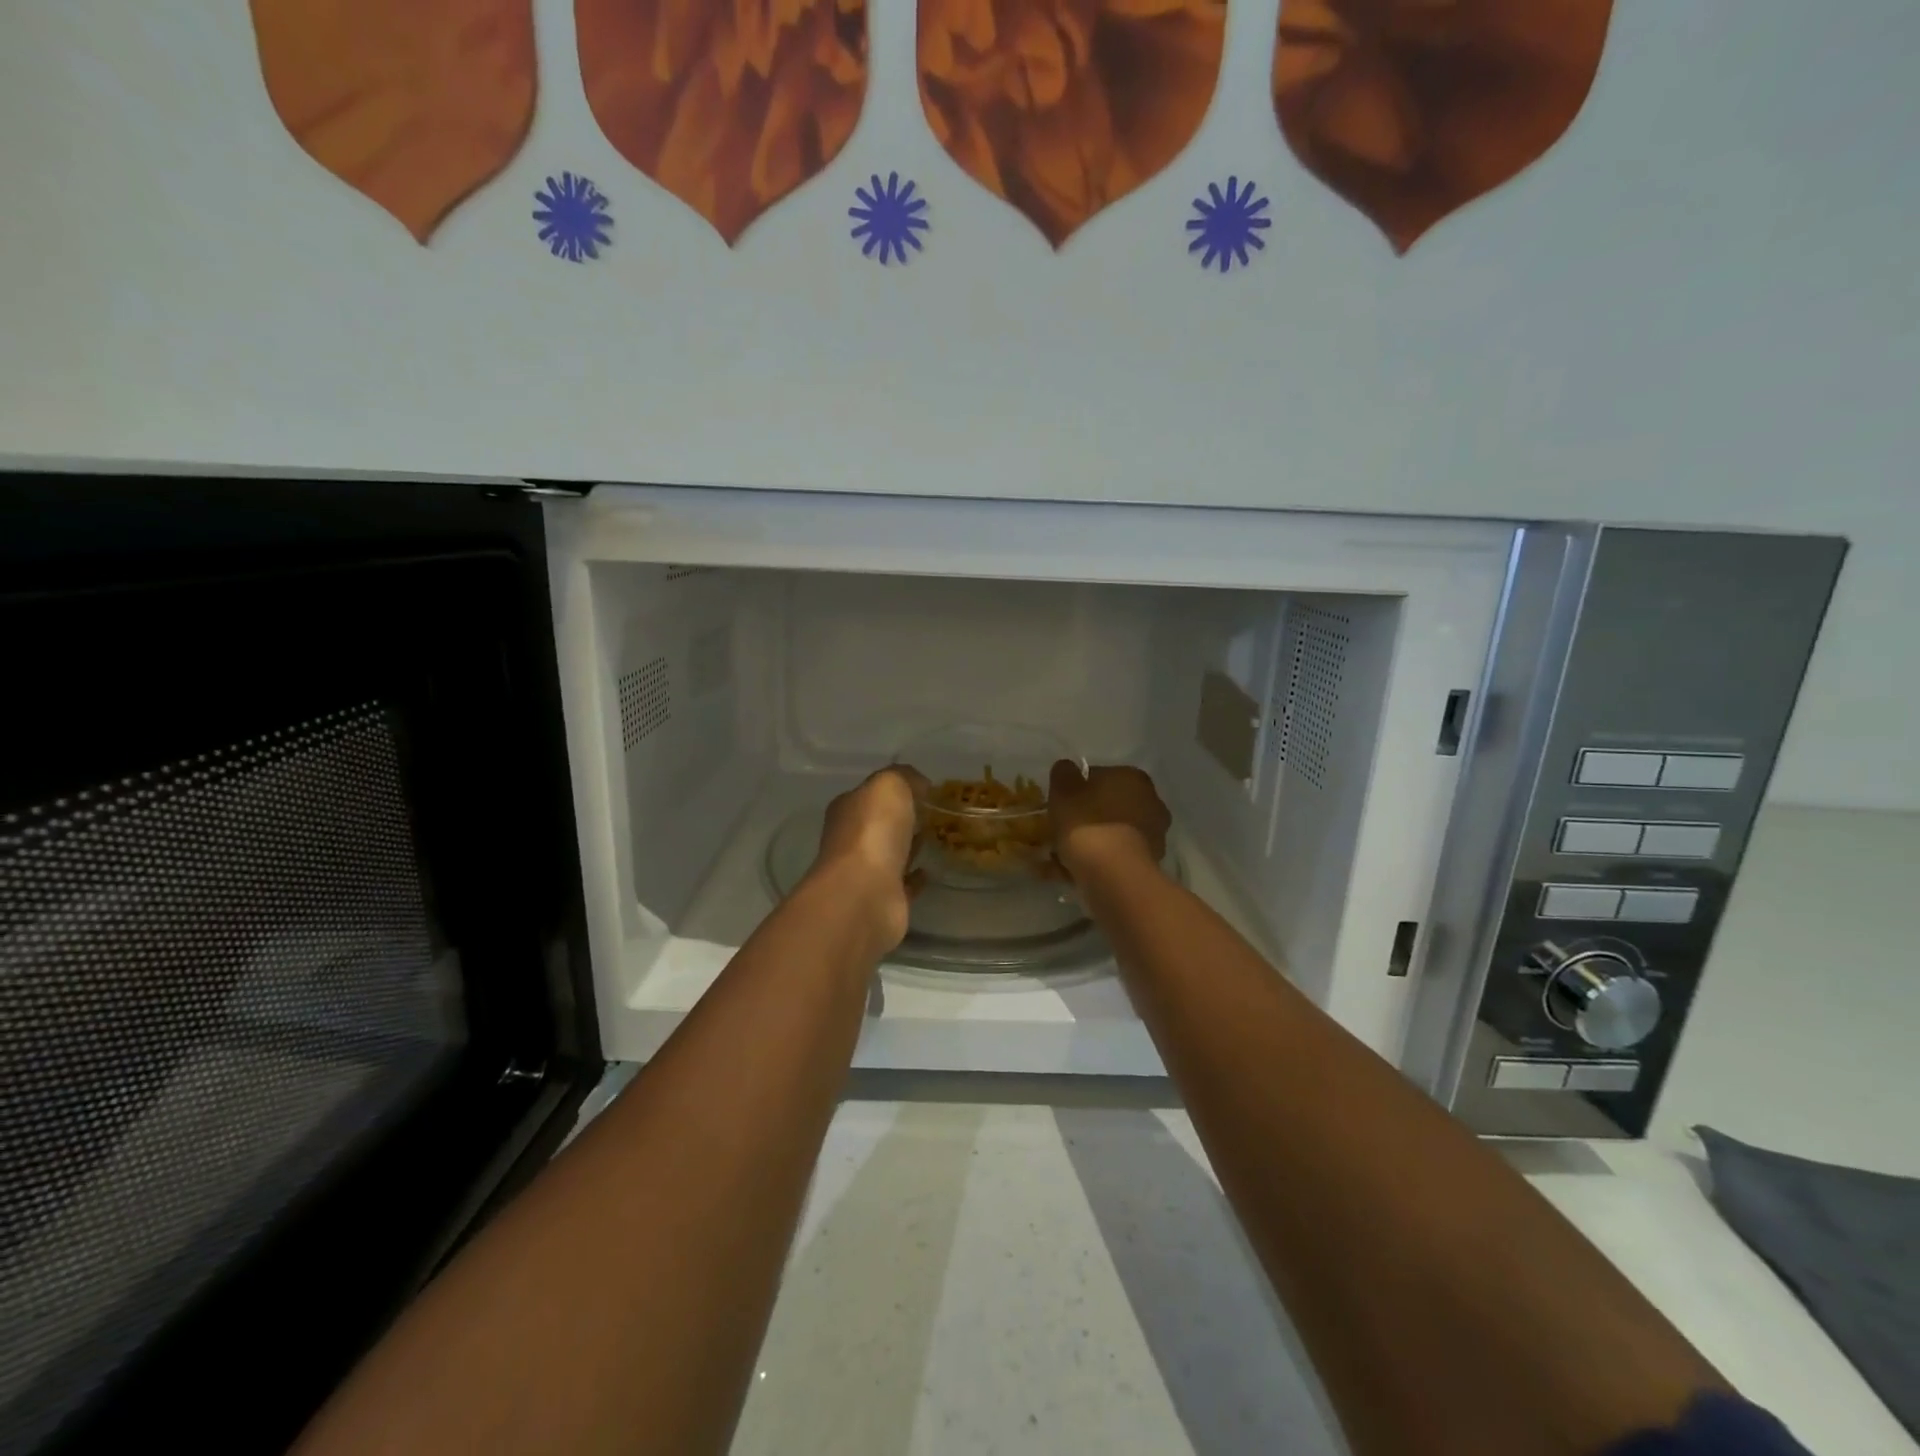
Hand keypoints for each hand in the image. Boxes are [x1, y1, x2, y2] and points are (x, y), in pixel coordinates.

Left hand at [808, 765, 929, 949]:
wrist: (865, 894)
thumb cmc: (873, 831)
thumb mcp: (889, 785)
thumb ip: (904, 777)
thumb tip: (920, 785)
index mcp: (848, 809)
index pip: (871, 793)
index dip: (896, 789)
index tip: (927, 790)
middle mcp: (851, 839)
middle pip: (881, 823)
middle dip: (904, 818)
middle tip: (938, 813)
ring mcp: (866, 872)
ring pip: (893, 852)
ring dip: (911, 846)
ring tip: (940, 837)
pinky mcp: (884, 898)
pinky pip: (904, 883)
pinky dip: (916, 877)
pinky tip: (932, 870)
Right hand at [1048, 761, 1170, 878]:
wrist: (1113, 875)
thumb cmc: (1087, 824)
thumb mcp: (1063, 791)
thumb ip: (1063, 773)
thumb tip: (1067, 769)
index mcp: (1132, 777)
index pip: (1099, 776)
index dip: (1076, 791)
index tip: (1060, 805)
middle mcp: (1151, 801)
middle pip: (1108, 806)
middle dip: (1087, 817)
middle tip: (1061, 830)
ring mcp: (1154, 834)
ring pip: (1112, 833)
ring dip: (1092, 841)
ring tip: (1062, 858)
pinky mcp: (1150, 863)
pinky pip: (1116, 857)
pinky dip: (1098, 862)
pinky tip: (1074, 873)